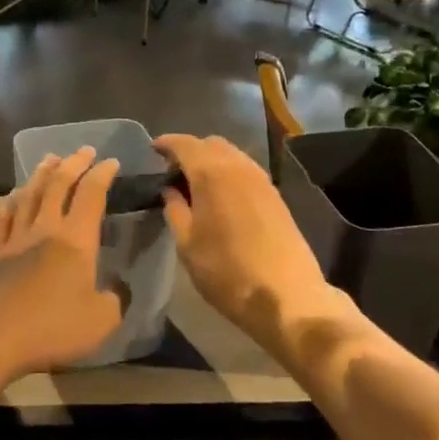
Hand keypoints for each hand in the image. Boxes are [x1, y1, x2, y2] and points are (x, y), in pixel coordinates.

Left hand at [0, 146, 123, 384]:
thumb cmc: (52, 327)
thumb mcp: (101, 320)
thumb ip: (115, 300)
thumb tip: (117, 289)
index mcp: (76, 240)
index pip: (91, 195)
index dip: (102, 175)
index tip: (111, 162)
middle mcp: (44, 229)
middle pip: (58, 185)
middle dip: (73, 164)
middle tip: (83, 150)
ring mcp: (14, 239)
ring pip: (28, 195)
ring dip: (41, 175)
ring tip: (49, 160)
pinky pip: (2, 220)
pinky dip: (9, 204)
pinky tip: (11, 198)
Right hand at [153, 134, 336, 350]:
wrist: (285, 295)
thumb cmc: (226, 272)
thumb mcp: (187, 245)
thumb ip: (175, 210)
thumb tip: (170, 191)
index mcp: (212, 174)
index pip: (185, 144)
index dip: (166, 143)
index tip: (153, 150)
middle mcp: (239, 168)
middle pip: (211, 144)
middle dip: (190, 151)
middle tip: (173, 172)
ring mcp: (262, 180)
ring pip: (232, 155)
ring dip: (212, 161)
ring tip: (196, 184)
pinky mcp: (276, 196)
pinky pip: (246, 171)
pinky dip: (229, 173)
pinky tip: (221, 196)